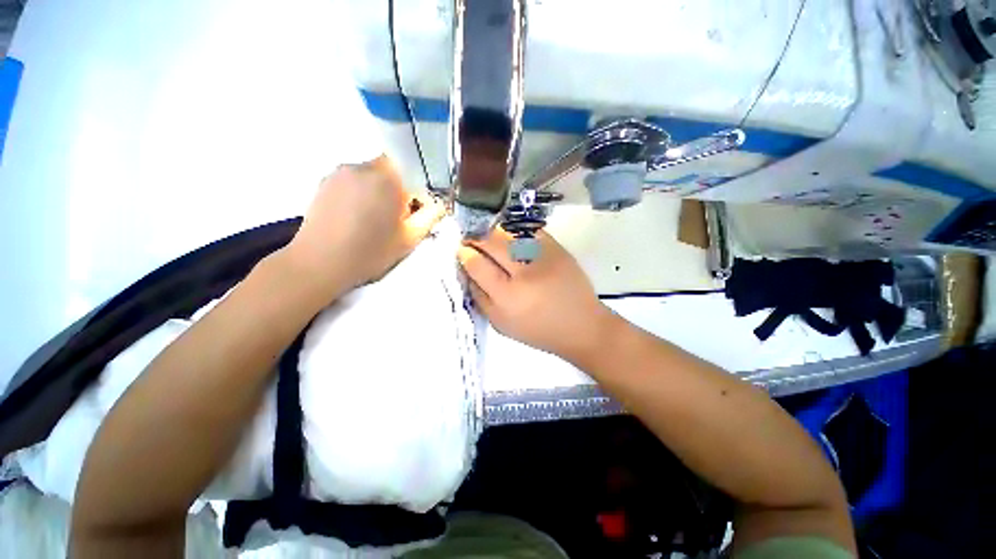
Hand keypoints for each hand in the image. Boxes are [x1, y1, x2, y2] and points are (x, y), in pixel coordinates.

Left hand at [284, 155, 443, 297]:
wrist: (319, 263)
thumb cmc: (370, 252)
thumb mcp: (409, 238)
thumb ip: (430, 216)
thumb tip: (439, 204)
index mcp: (386, 178)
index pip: (410, 165)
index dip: (417, 184)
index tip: (416, 206)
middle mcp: (361, 167)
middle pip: (390, 168)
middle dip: (398, 188)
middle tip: (397, 216)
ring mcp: (339, 173)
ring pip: (370, 174)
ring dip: (379, 190)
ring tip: (374, 219)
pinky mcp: (324, 182)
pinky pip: (352, 180)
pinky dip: (360, 192)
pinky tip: (356, 217)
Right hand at [457, 229, 615, 362]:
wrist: (582, 326)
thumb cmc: (538, 331)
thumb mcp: (502, 324)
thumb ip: (480, 298)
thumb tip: (468, 270)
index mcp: (508, 298)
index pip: (477, 265)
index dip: (466, 253)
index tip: (462, 250)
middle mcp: (524, 274)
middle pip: (492, 243)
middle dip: (477, 237)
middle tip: (472, 238)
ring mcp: (544, 257)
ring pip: (510, 234)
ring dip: (495, 233)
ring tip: (491, 238)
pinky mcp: (558, 249)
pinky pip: (531, 232)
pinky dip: (517, 233)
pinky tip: (514, 239)